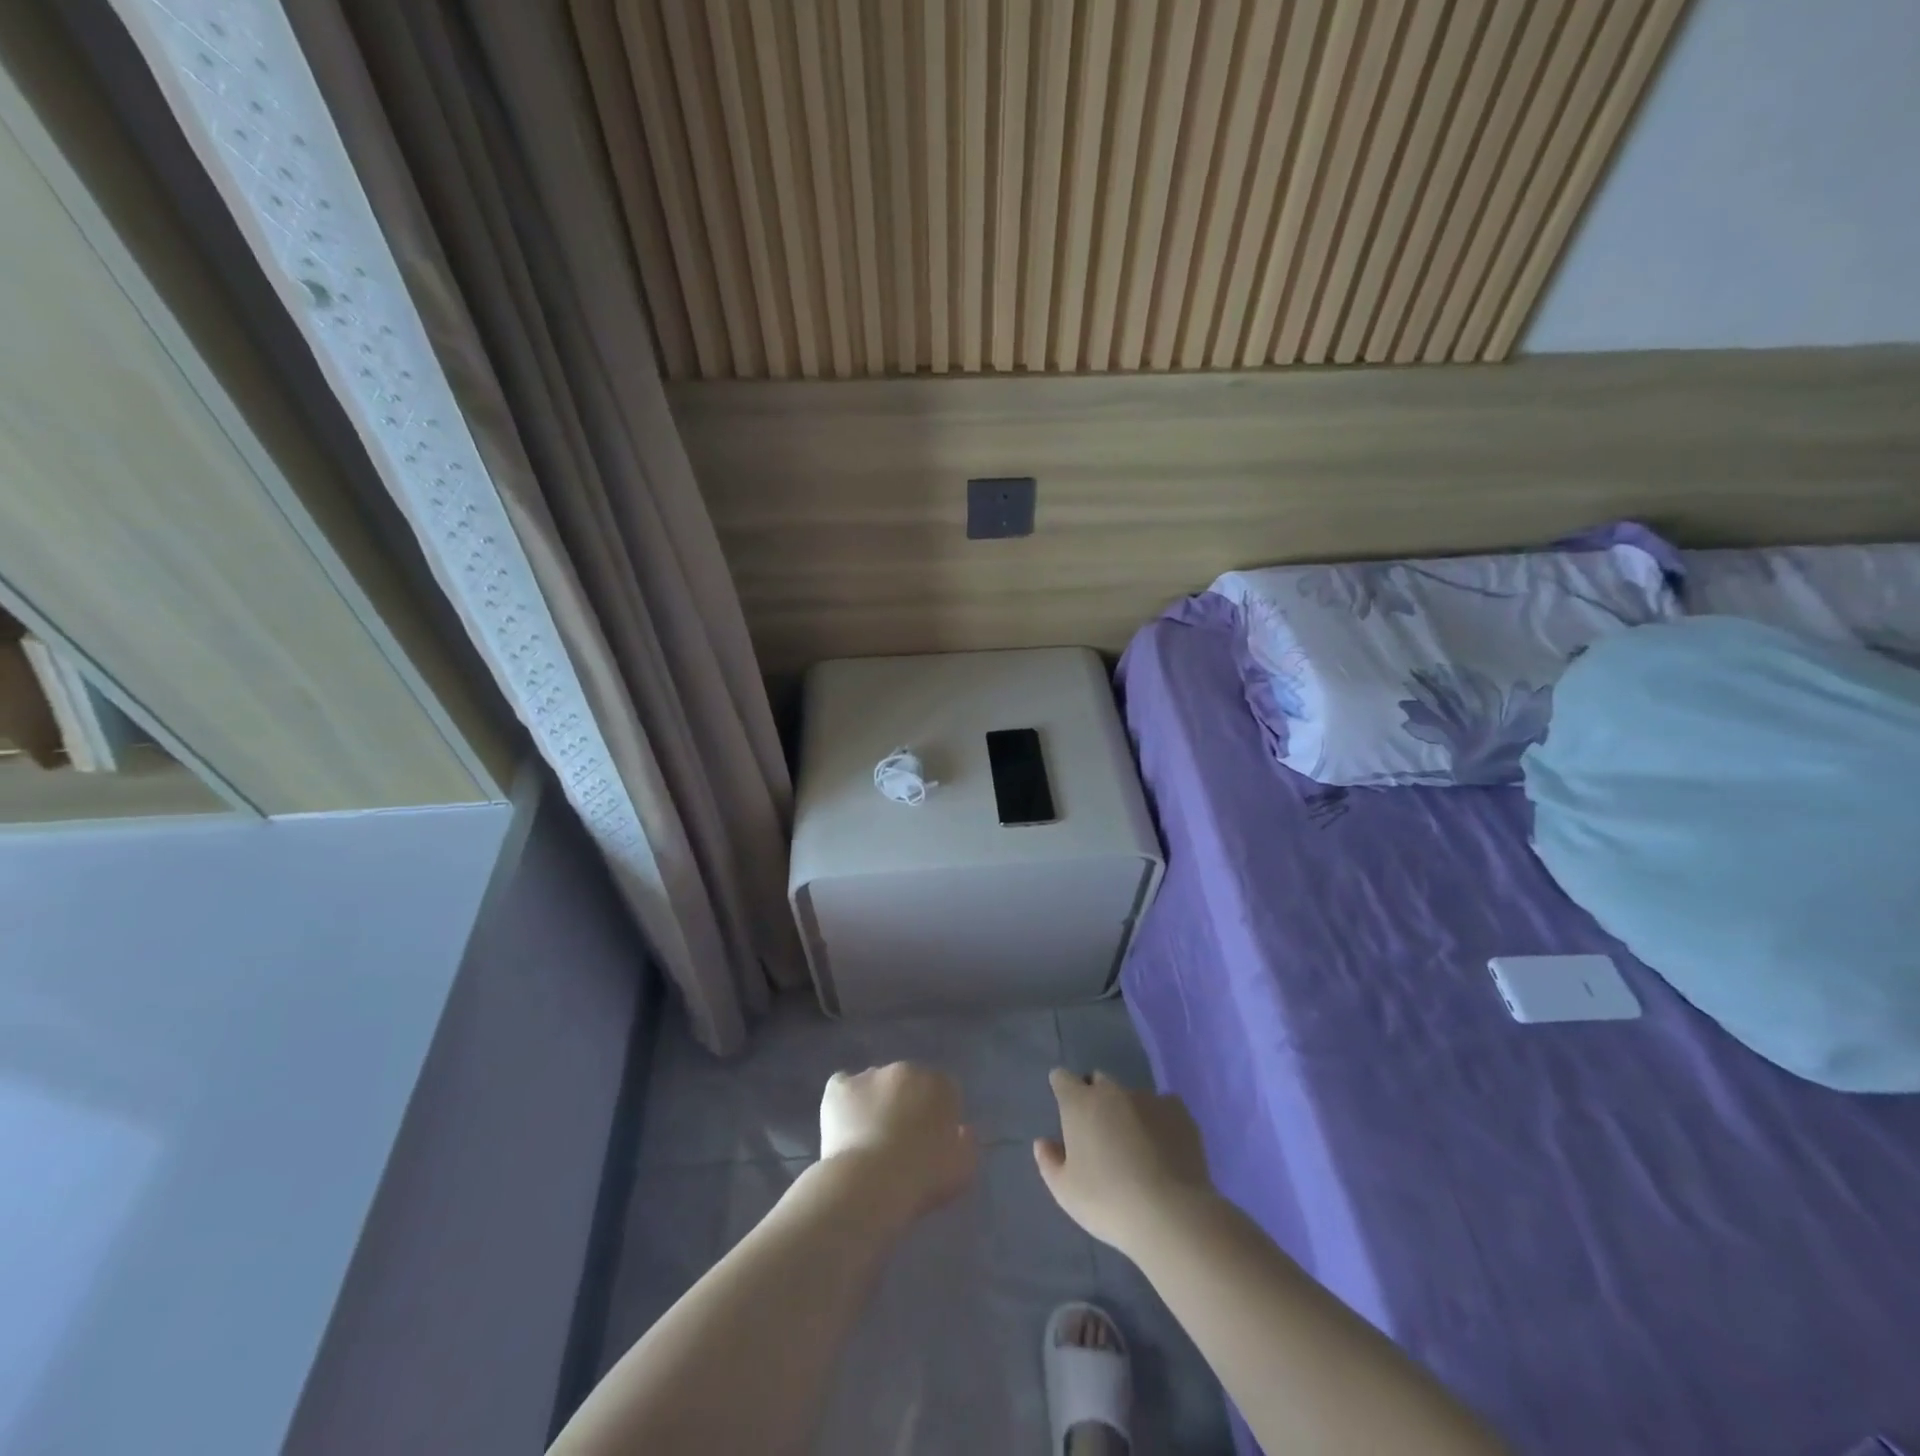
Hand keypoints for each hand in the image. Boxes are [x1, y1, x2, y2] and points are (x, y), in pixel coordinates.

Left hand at [819, 1063, 977, 1223]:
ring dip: (874, 1103)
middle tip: (897, 1141)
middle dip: (904, 1104)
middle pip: (907, 1083)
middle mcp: (907, 1069)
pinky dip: (844, 1103)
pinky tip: (843, 1128)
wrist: (872, 1184)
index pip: (943, 1090)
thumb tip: (962, 1130)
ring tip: (867, 1140)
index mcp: (940, 1084)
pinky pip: (843, 1087)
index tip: (929, 1142)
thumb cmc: (924, 1178)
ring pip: (875, 1084)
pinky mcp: (840, 1086)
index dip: (936, 1115)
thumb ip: (968, 1144)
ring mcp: (871, 1074)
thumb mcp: (962, 1169)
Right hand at [1034, 1069, 1215, 1252]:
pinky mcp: (1179, 1112)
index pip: (1062, 1079)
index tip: (1065, 1106)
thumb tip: (1043, 1142)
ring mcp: (1148, 1098)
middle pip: (1098, 1081)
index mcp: (1079, 1104)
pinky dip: (1159, 1119)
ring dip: (1128, 1111)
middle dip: (1096, 1098)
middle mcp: (1112, 1092)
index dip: (1062, 1088)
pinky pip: (1164, 1106)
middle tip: (1100, 1132)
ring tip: (1136, 1145)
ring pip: (1132, 1095)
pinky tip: (1164, 1145)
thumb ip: (1049, 1162)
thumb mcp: (1065, 1192)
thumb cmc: (1108, 1203)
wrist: (1170, 1215)